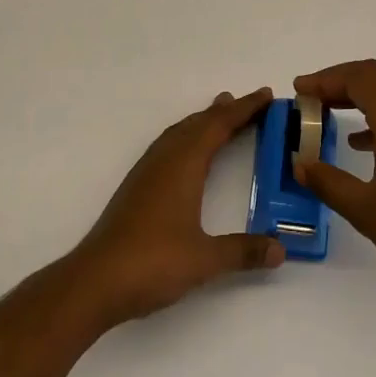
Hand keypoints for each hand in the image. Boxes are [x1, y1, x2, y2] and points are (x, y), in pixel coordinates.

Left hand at [69, 88, 285, 327]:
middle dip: (226, 111)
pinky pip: (169, 144)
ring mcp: (147, 171)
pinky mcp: (137, 186)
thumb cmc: (152, 263)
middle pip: (199, 123)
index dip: (245, 109)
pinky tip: (188, 152)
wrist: (95, 281)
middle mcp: (165, 159)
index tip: (266, 94)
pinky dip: (187, 136)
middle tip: (252, 103)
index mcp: (184, 164)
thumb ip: (243, 252)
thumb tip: (280, 249)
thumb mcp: (204, 260)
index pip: (220, 125)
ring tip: (221, 114)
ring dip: (204, 121)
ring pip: (180, 132)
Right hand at [294, 60, 375, 303]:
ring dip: (360, 96)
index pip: (358, 78)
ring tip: (330, 114)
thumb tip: (300, 164)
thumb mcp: (365, 209)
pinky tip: (363, 143)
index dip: (325, 79)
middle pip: (375, 76)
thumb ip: (328, 181)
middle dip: (340, 82)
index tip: (299, 90)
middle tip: (311, 98)